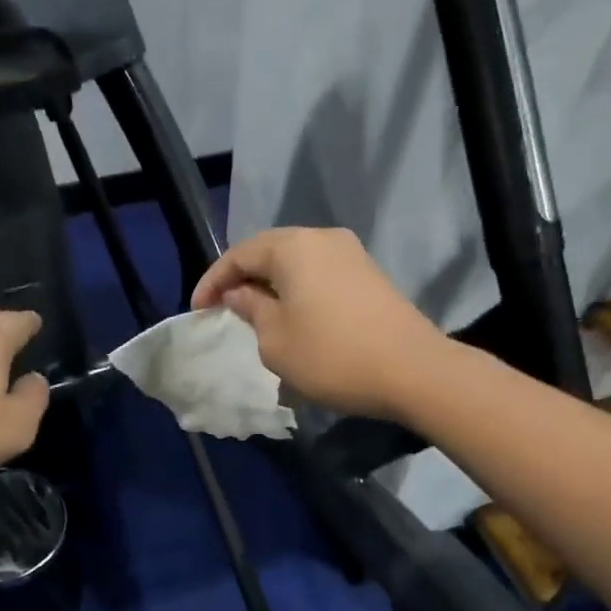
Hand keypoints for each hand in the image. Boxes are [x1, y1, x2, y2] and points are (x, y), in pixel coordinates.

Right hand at [191, 227, 448, 419]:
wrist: (412, 371)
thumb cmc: (331, 356)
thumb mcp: (275, 340)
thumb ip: (250, 309)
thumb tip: (239, 293)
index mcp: (293, 247)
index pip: (240, 254)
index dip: (213, 282)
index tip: (197, 311)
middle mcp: (323, 239)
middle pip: (269, 252)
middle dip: (241, 280)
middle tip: (222, 310)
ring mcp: (351, 255)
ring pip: (296, 264)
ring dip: (270, 287)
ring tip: (253, 317)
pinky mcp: (369, 276)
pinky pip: (319, 276)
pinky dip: (296, 293)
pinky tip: (291, 319)